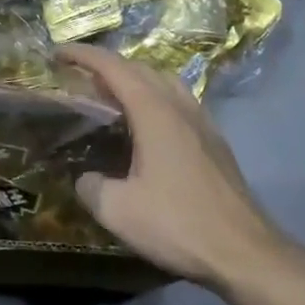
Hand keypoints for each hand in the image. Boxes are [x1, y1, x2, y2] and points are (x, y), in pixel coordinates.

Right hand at [60, 45, 289, 289]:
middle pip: (138, 67)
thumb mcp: (120, 211)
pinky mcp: (214, 140)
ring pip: (163, 80)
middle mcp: (178, 104)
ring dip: (134, 77)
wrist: (246, 253)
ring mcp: (201, 120)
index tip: (58, 52)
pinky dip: (155, 96)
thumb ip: (92, 187)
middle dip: (106, 64)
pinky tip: (149, 124)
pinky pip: (178, 99)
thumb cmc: (180, 224)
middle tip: (80, 77)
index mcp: (153, 110)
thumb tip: (84, 178)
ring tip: (113, 94)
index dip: (83, 54)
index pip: (112, 67)